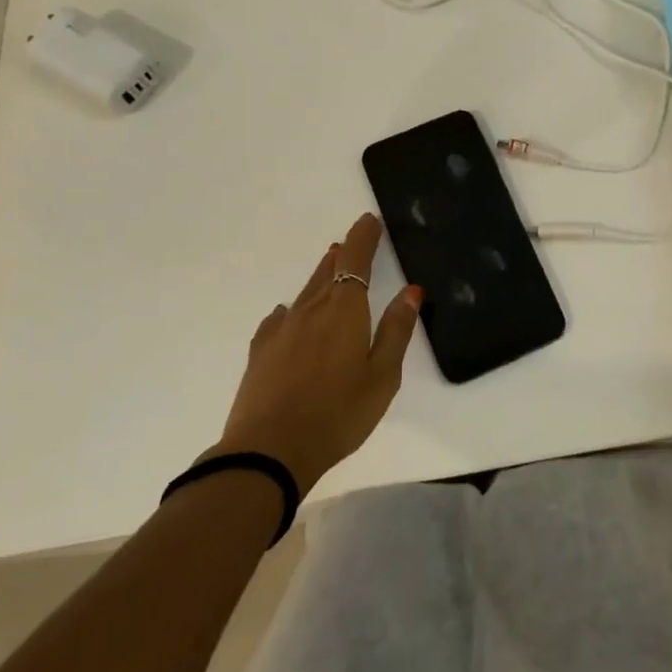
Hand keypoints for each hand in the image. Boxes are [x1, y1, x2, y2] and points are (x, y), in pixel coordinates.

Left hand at [209, 213, 419, 494]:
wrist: (269, 451)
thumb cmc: (339, 413)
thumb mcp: (383, 376)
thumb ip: (397, 331)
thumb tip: (411, 291)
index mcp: (345, 311)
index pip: (355, 261)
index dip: (363, 238)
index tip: (370, 220)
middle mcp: (311, 311)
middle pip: (327, 272)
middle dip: (343, 254)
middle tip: (352, 242)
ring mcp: (281, 331)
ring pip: (304, 292)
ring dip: (320, 276)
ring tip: (328, 266)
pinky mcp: (260, 352)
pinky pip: (279, 319)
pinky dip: (291, 310)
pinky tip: (287, 315)